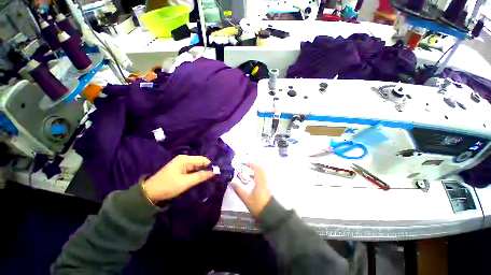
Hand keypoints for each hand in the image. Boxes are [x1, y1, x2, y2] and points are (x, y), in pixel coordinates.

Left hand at [143, 155, 214, 202]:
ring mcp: (182, 164)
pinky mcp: (181, 169)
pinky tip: (200, 179)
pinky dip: (197, 174)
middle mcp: (184, 159)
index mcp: (185, 159)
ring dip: (202, 172)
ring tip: (208, 179)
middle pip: (200, 162)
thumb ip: (200, 176)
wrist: (150, 193)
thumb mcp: (185, 182)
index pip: (203, 159)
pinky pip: (192, 170)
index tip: (216, 174)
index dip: (210, 166)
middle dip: (206, 169)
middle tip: (213, 178)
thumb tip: (214, 172)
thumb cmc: (168, 186)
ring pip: (197, 166)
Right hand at [232, 163, 271, 217]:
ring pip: (263, 171)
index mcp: (260, 179)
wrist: (272, 214)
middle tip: (245, 166)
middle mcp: (266, 178)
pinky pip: (264, 175)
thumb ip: (239, 190)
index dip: (249, 163)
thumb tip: (231, 183)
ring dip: (256, 170)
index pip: (255, 167)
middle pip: (260, 167)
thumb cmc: (259, 205)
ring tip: (248, 173)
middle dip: (253, 165)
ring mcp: (269, 181)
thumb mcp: (247, 198)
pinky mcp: (270, 185)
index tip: (243, 163)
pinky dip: (258, 175)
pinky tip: (253, 180)